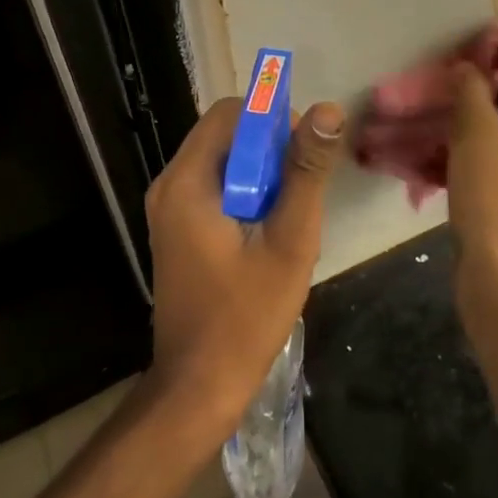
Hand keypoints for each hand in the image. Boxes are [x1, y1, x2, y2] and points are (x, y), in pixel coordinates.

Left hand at [141, 95, 345, 441]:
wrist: (198, 386)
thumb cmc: (246, 315)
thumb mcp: (289, 240)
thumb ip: (306, 172)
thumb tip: (328, 111)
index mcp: (187, 182)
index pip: (231, 113)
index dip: (274, 118)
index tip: (306, 152)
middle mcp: (170, 185)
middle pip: (225, 134)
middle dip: (270, 148)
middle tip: (303, 187)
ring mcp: (169, 209)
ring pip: (223, 161)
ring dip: (261, 172)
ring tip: (290, 211)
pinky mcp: (177, 229)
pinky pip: (215, 187)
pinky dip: (246, 192)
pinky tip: (269, 229)